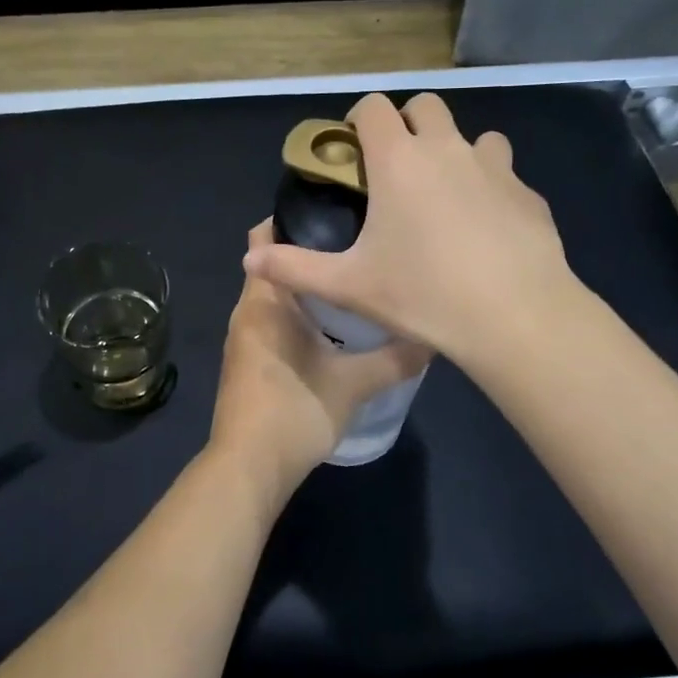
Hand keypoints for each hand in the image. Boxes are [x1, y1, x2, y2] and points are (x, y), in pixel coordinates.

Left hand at [208, 222, 430, 499]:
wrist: (248, 469)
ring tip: (354, 279)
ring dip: (307, 288)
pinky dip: (298, 315)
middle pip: (274, 266)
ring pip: (275, 298)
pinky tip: (334, 326)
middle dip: (310, 253)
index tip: (335, 209)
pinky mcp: (248, 362)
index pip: (263, 237)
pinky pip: (272, 322)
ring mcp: (244, 339)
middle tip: (359, 243)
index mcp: (263, 301)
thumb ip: (395, 357)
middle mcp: (246, 311)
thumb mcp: (354, 383)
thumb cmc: (295, 412)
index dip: (293, 217)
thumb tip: (433, 336)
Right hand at [243, 92, 582, 367]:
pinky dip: (490, 188)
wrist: (515, 316)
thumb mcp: (349, 285)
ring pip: (474, 136)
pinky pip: (505, 175)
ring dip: (456, 152)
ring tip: (445, 196)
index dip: (359, 118)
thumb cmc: (422, 294)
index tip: (354, 150)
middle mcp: (447, 149)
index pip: (374, 107)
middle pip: (426, 106)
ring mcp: (494, 168)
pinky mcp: (528, 194)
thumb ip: (294, 268)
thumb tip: (249, 260)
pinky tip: (486, 231)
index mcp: (399, 160)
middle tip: (396, 170)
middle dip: (408, 125)